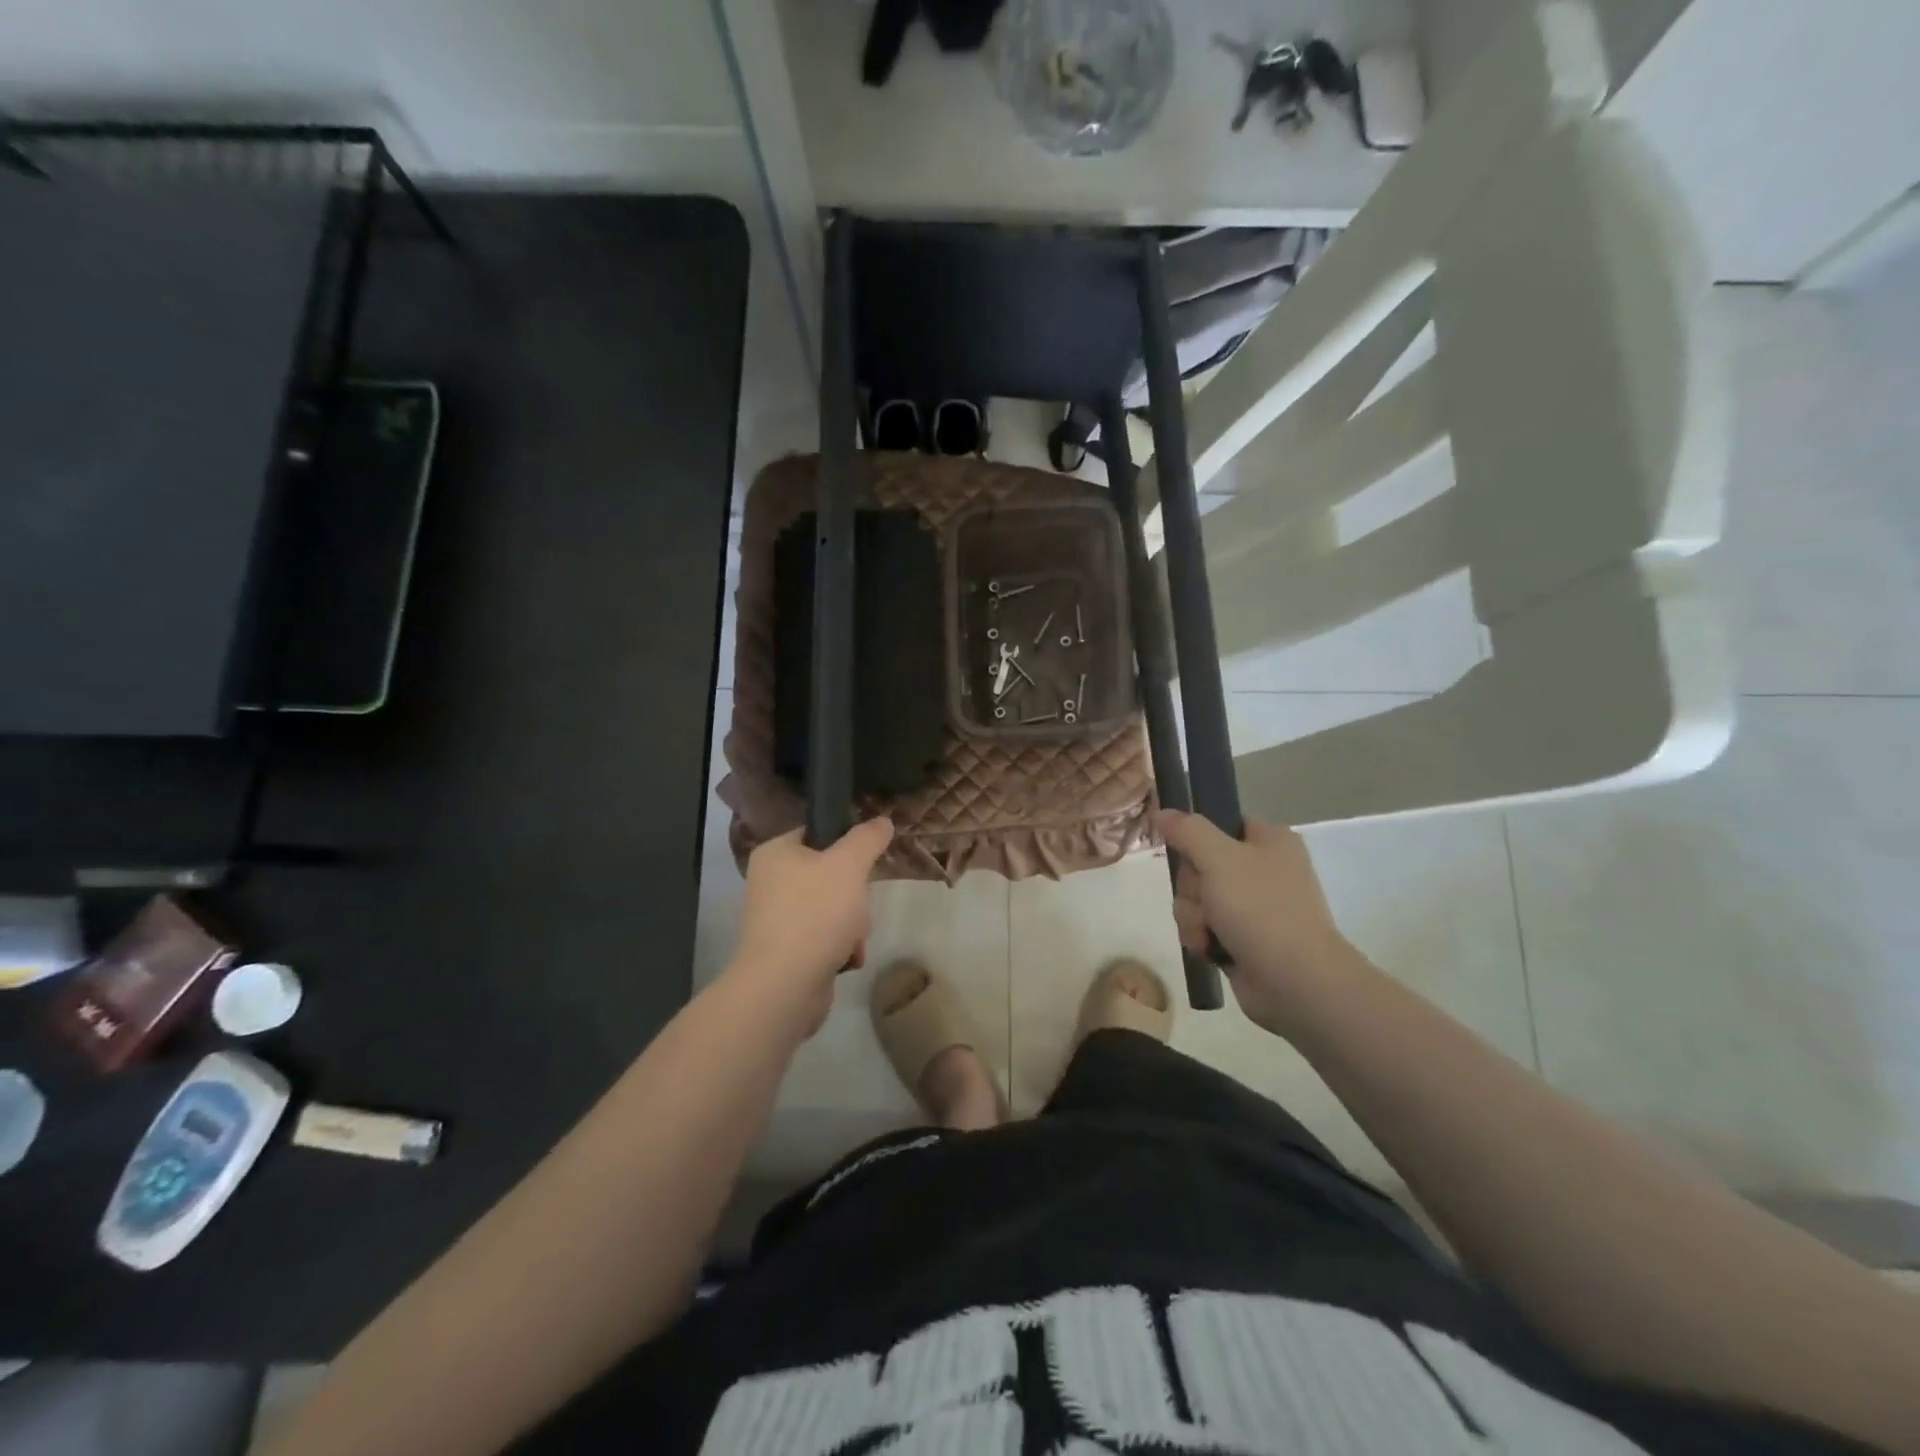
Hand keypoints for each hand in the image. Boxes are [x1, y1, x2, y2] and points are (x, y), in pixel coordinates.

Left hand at [727, 819, 895, 1036]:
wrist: (784, 987)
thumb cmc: (814, 914)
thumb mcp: (849, 865)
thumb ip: (868, 838)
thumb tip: (882, 821)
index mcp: (775, 853)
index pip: (819, 833)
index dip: (848, 845)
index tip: (866, 863)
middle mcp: (770, 882)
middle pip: (832, 874)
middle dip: (856, 895)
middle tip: (859, 906)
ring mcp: (777, 919)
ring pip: (834, 907)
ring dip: (854, 924)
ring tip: (853, 939)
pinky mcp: (787, 951)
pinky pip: (826, 937)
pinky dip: (841, 946)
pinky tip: (847, 958)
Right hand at [1160, 810, 1352, 1034]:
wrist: (1296, 982)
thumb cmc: (1261, 909)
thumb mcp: (1219, 858)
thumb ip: (1187, 830)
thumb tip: (1162, 812)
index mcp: (1270, 841)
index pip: (1219, 824)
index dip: (1196, 840)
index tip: (1187, 856)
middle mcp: (1264, 870)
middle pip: (1200, 865)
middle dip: (1192, 888)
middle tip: (1205, 901)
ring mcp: (1255, 907)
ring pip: (1198, 899)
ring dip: (1193, 916)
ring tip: (1209, 933)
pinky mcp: (1244, 939)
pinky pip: (1205, 927)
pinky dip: (1202, 938)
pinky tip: (1210, 950)